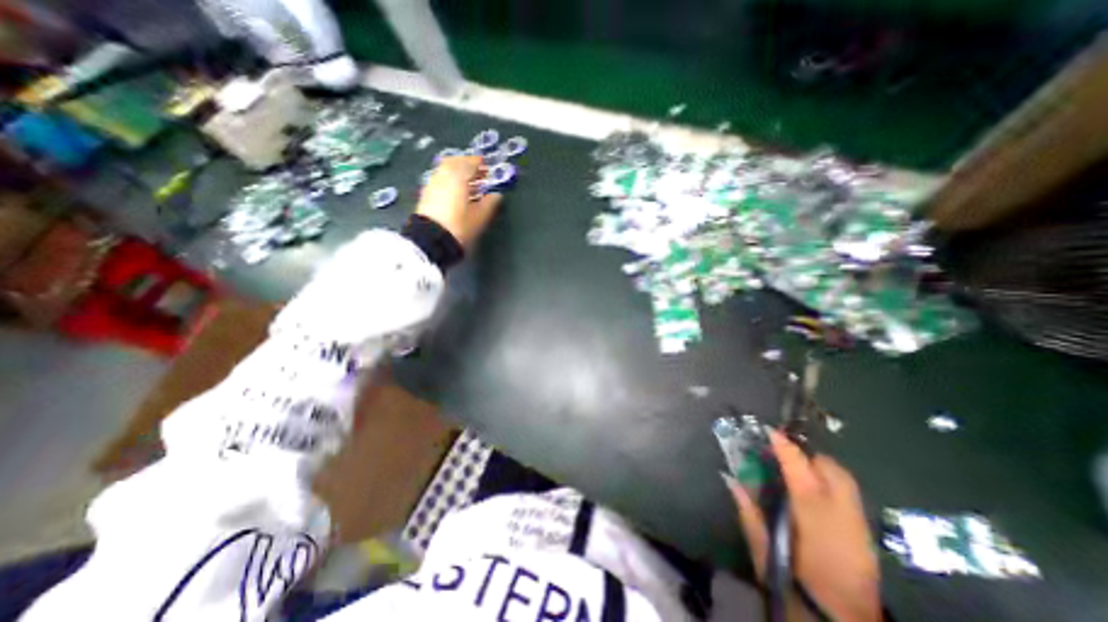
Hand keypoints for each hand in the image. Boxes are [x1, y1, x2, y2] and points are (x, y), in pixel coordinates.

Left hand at [415, 152, 502, 246]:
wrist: (431, 240)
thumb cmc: (460, 226)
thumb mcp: (480, 216)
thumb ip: (490, 203)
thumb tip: (497, 195)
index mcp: (458, 176)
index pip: (470, 163)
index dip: (480, 163)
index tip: (487, 166)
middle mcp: (443, 175)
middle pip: (455, 163)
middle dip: (467, 165)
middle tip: (478, 173)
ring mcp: (433, 184)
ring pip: (446, 171)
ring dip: (458, 173)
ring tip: (470, 185)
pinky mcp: (426, 195)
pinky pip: (441, 181)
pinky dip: (450, 181)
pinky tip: (457, 193)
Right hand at [728, 433, 882, 621]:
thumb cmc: (797, 589)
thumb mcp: (764, 552)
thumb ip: (749, 513)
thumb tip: (731, 480)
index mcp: (814, 520)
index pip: (799, 471)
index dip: (784, 447)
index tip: (768, 430)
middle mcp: (842, 517)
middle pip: (831, 470)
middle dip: (807, 454)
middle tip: (782, 453)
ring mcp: (860, 526)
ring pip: (844, 479)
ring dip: (819, 466)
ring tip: (797, 468)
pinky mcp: (867, 536)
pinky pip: (849, 495)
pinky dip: (830, 483)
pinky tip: (813, 492)